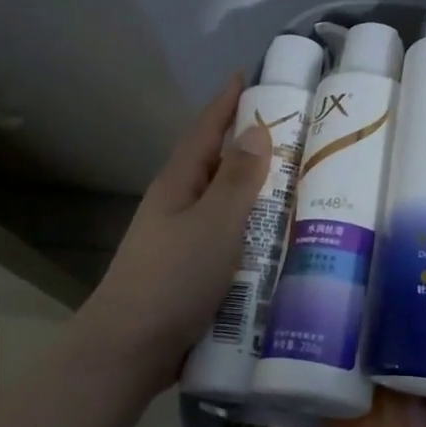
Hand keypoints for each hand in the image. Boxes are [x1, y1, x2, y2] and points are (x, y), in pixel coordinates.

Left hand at [73, 75, 273, 394]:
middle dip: (249, 145)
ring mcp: (181, 240)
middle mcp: (178, 204)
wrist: (127, 351)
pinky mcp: (190, 272)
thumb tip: (255, 129)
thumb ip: (237, 178)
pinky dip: (252, 230)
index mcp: (179, 183)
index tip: (249, 75)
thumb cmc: (173, 278)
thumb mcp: (214, 223)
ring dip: (255, 191)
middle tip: (295, 134)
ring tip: (298, 186)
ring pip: (225, 203)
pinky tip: (277, 241)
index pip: (206, 129)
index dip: (226, 101)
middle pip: (217, 163)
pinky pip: (228, 238)